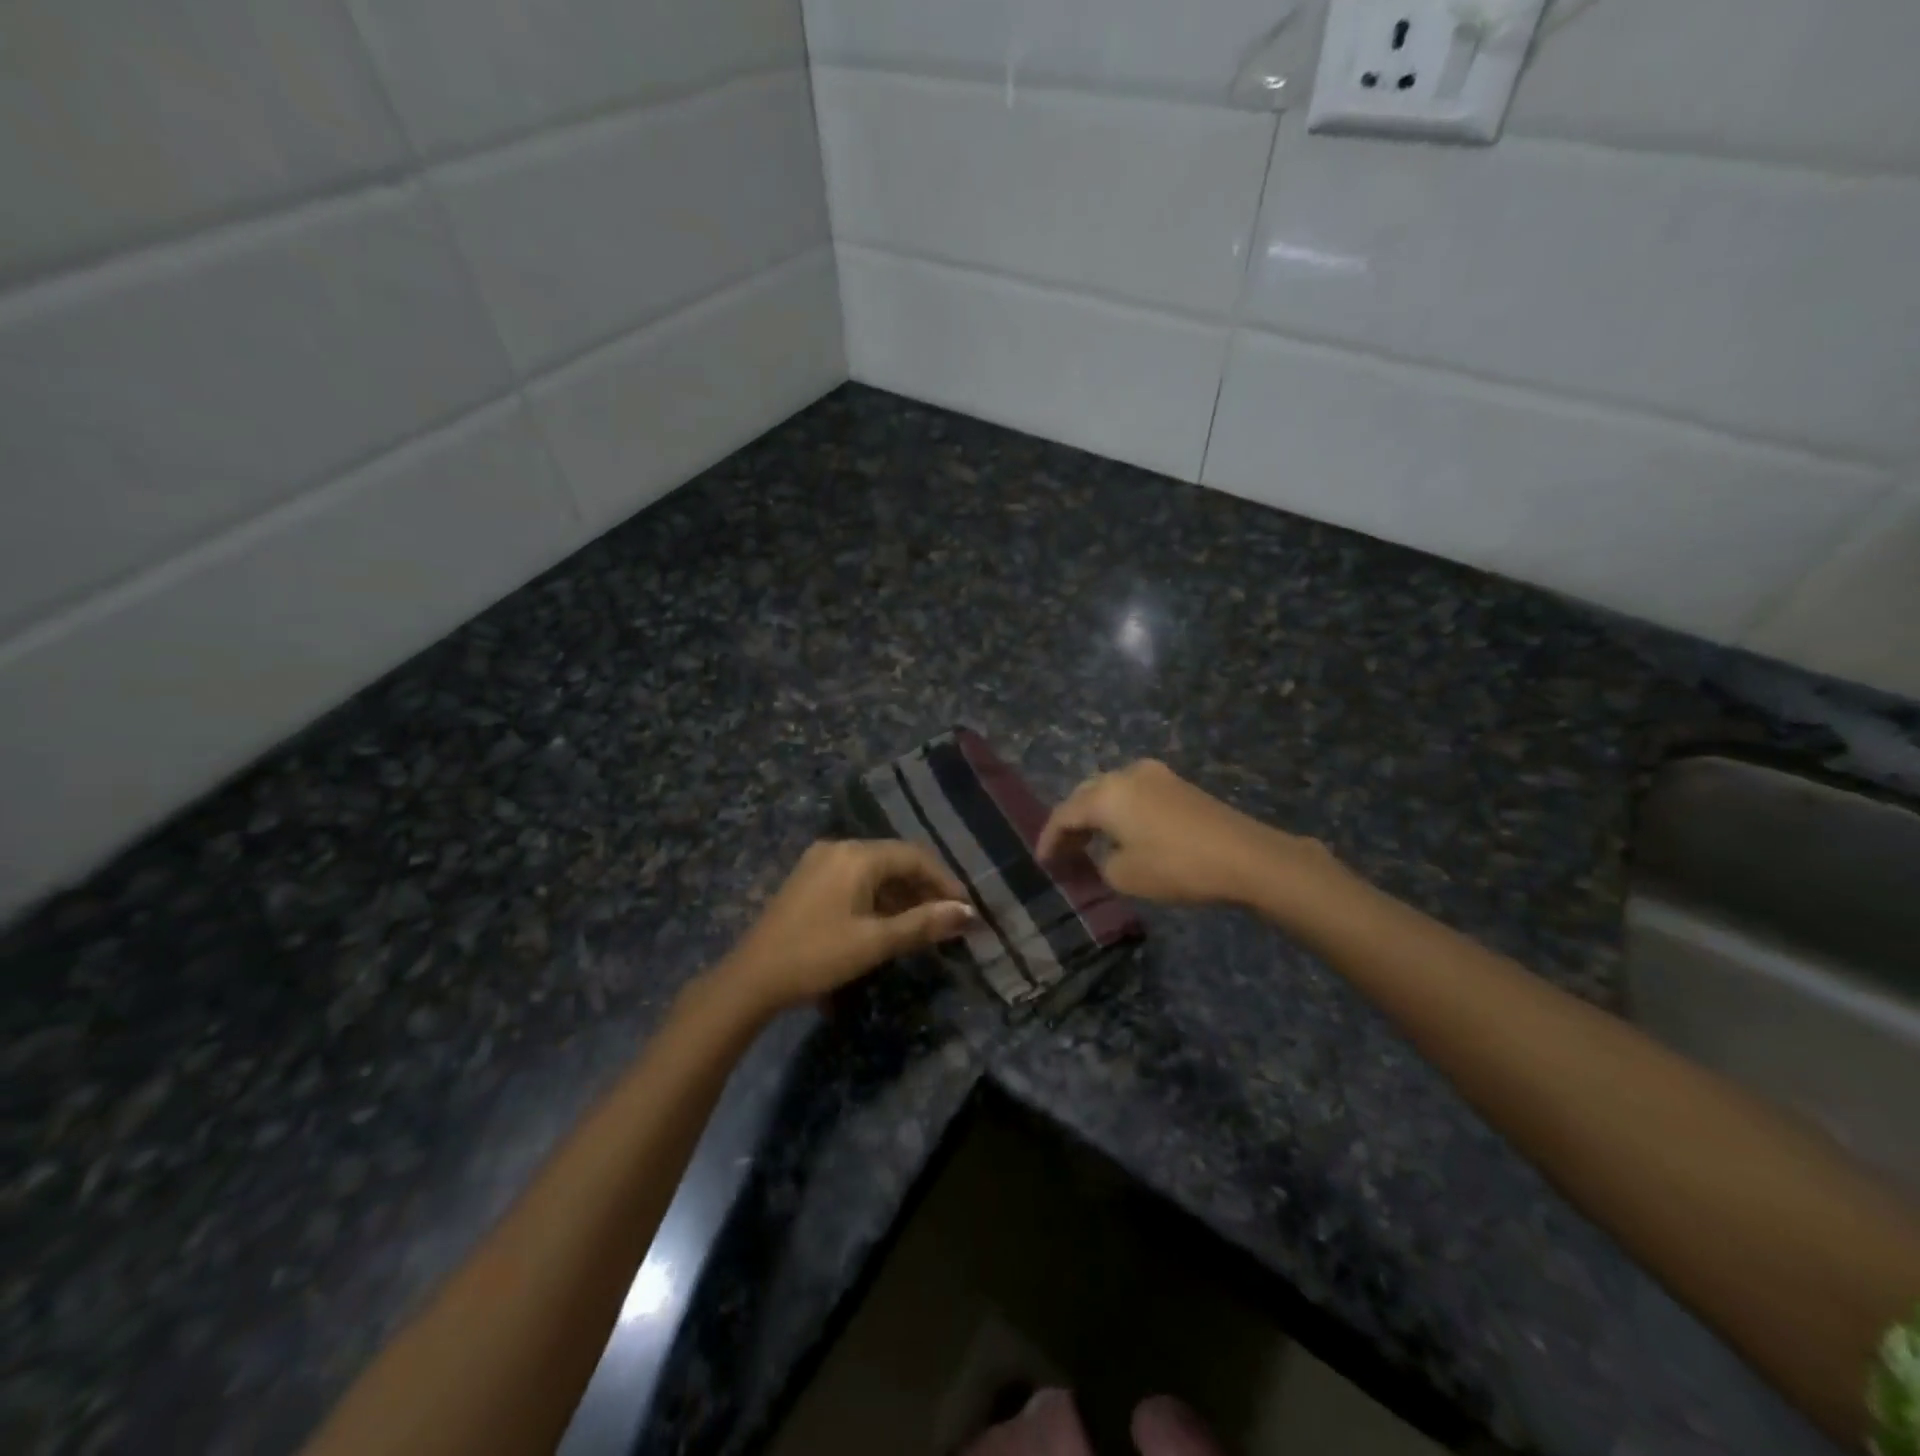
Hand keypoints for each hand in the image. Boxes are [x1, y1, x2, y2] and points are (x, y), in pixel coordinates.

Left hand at [713, 840, 975, 1012]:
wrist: (751, 979)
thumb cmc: (817, 956)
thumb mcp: (875, 943)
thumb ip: (923, 924)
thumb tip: (967, 913)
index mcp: (857, 855)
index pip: (915, 856)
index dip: (945, 881)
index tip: (966, 909)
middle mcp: (839, 848)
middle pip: (895, 860)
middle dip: (925, 888)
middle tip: (948, 919)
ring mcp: (820, 862)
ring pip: (875, 871)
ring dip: (902, 895)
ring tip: (923, 925)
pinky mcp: (808, 880)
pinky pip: (855, 879)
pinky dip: (878, 897)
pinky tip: (887, 923)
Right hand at [1038, 759, 1332, 905]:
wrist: (1246, 857)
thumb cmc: (1177, 867)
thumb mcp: (1126, 876)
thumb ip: (1102, 863)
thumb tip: (1106, 855)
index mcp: (1107, 795)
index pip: (1064, 814)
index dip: (1049, 839)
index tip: (1043, 862)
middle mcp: (1126, 775)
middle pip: (1085, 795)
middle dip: (1072, 823)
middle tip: (1064, 852)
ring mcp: (1155, 775)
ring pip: (1111, 791)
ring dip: (1096, 816)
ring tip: (1090, 844)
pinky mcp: (1177, 784)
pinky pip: (1134, 794)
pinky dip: (1120, 812)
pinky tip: (1123, 833)